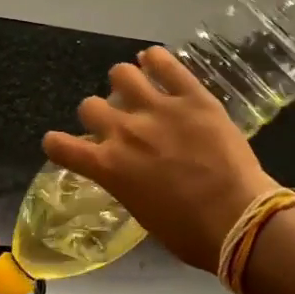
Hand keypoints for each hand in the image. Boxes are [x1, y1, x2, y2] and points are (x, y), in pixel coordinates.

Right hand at [43, 46, 277, 273]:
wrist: (237, 219)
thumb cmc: (189, 233)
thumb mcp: (141, 213)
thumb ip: (125, 182)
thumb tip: (127, 171)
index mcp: (108, 167)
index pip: (60, 145)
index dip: (57, 143)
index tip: (62, 144)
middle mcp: (124, 132)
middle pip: (89, 105)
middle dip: (98, 114)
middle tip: (117, 121)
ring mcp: (158, 109)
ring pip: (121, 73)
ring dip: (124, 82)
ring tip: (137, 89)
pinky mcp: (192, 96)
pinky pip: (165, 63)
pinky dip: (155, 60)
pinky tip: (155, 63)